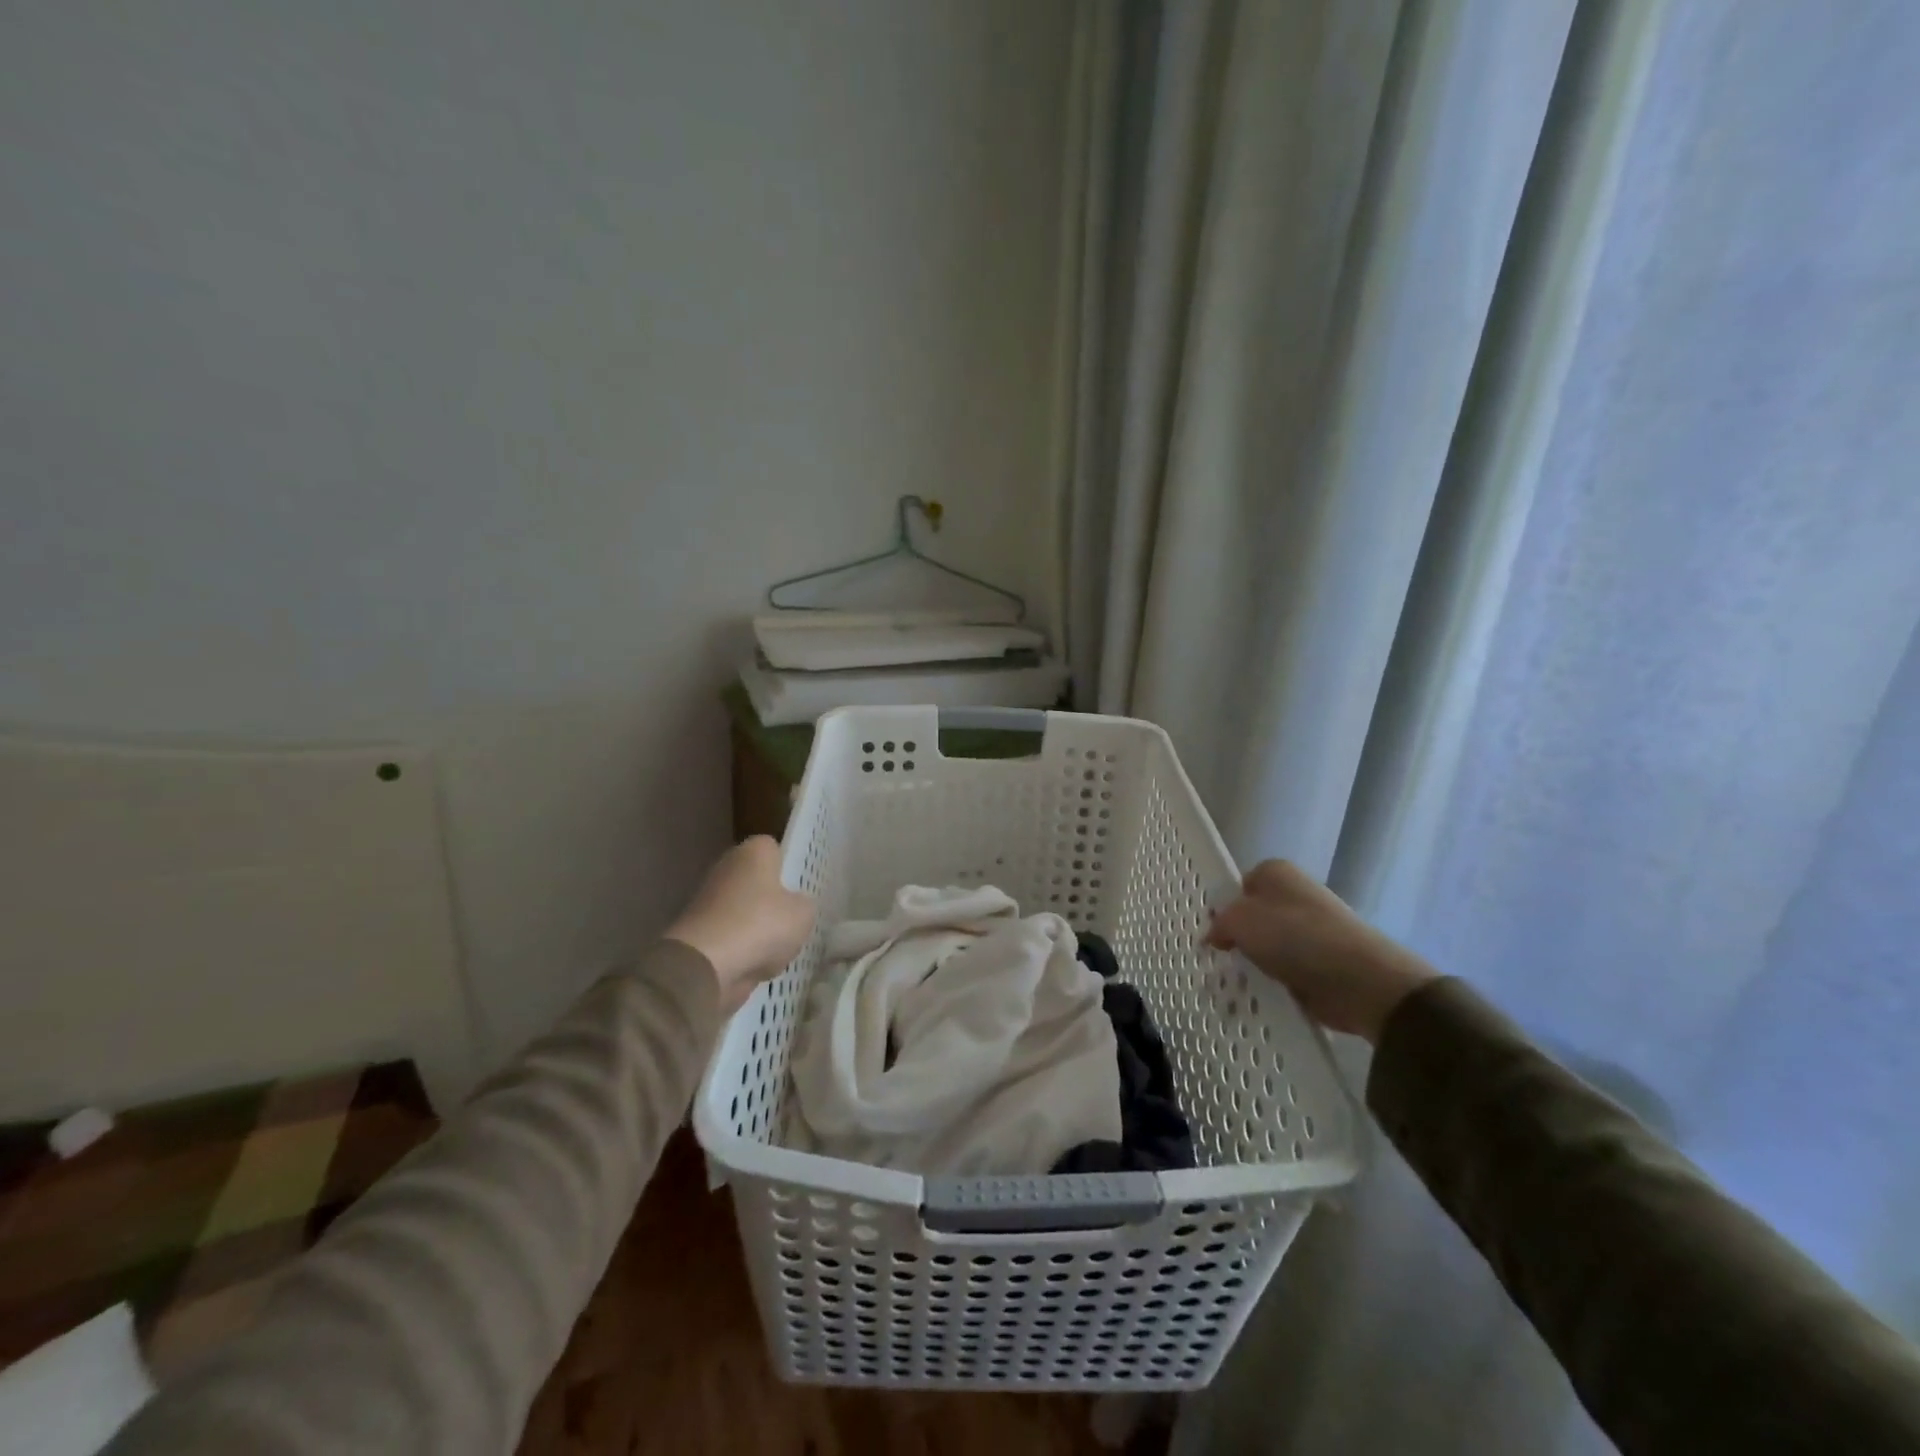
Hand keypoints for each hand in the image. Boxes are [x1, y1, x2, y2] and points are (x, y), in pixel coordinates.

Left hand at [665, 836, 815, 1013]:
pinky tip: (756, 966)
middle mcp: (727, 868)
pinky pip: (731, 938)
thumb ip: (804, 904)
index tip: (801, 888)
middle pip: (758, 882)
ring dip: (758, 930)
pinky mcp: (698, 932)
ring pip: (745, 912)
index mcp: (753, 851)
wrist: (705, 966)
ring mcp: (708, 900)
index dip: (789, 867)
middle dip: (773, 901)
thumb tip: (795, 906)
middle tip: (793, 921)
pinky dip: (742, 951)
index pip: (775, 849)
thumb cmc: (760, 925)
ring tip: (778, 951)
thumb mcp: (803, 913)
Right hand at [1205, 860, 1434, 1041]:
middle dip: (1238, 940)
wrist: (1359, 979)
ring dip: (1255, 966)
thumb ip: (1220, 924)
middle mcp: (1296, 897)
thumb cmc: (1293, 936)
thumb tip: (1215, 935)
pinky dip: (1274, 984)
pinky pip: (1286, 972)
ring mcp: (1312, 931)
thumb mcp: (1240, 920)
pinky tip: (1259, 997)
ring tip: (1234, 986)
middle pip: (1254, 918)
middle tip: (1218, 961)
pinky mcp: (1322, 964)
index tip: (1211, 933)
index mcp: (1276, 873)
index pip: (1239, 886)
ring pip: (1269, 947)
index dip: (1223, 908)